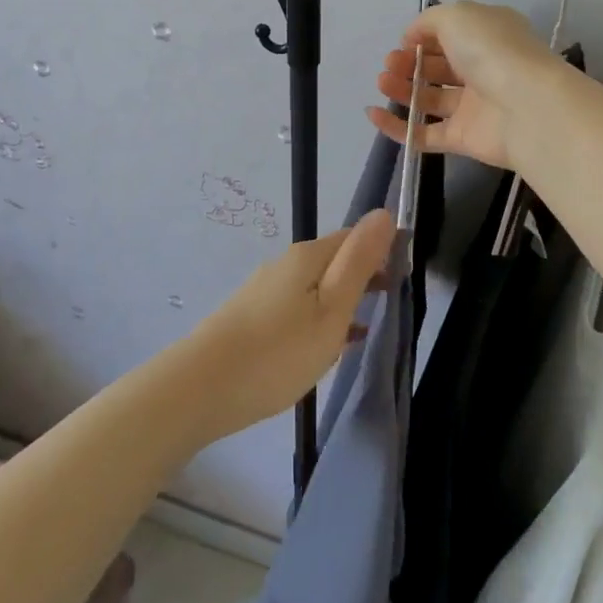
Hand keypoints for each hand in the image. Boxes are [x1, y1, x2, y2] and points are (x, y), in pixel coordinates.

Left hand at [184, 208, 397, 440]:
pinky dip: (318, 319)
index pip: (353, 237)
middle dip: (362, 277)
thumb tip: (383, 213)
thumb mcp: (331, 309)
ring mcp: (264, 290)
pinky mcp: (250, 317)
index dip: (381, 251)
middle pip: (333, 260)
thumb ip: (359, 262)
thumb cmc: (277, 352)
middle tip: (389, 305)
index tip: (403, 278)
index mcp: (308, 256)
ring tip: (364, 329)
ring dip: (341, 301)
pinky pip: (296, 308)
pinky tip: (325, 347)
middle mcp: (284, 264)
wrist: (199, 389)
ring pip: (315, 287)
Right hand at [365, 0, 561, 168]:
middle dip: (409, 62)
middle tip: (389, 64)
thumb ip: (428, 21)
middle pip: (438, 66)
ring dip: (402, 89)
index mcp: (488, 35)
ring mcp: (474, 106)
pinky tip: (374, 114)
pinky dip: (398, 126)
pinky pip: (425, 133)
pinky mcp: (464, 138)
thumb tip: (411, 37)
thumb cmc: (491, 50)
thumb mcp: (457, 16)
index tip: (404, 41)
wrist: (527, 106)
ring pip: (431, 98)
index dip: (423, 36)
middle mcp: (483, 68)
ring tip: (382, 82)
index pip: (451, 34)